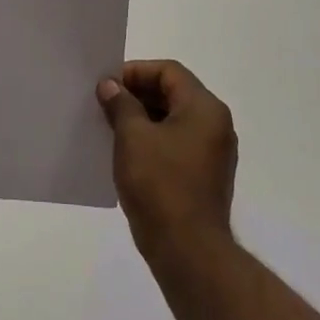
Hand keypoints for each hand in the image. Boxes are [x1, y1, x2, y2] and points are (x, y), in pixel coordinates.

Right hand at [96, 61, 237, 252]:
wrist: (187, 248)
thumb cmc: (160, 183)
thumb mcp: (132, 137)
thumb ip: (121, 104)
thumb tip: (111, 86)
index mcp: (205, 109)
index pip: (169, 71)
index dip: (135, 72)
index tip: (107, 85)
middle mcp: (215, 125)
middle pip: (173, 93)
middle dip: (137, 94)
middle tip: (104, 104)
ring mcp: (213, 153)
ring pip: (173, 120)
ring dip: (141, 118)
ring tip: (109, 127)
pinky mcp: (204, 176)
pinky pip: (175, 144)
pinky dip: (151, 141)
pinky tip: (126, 153)